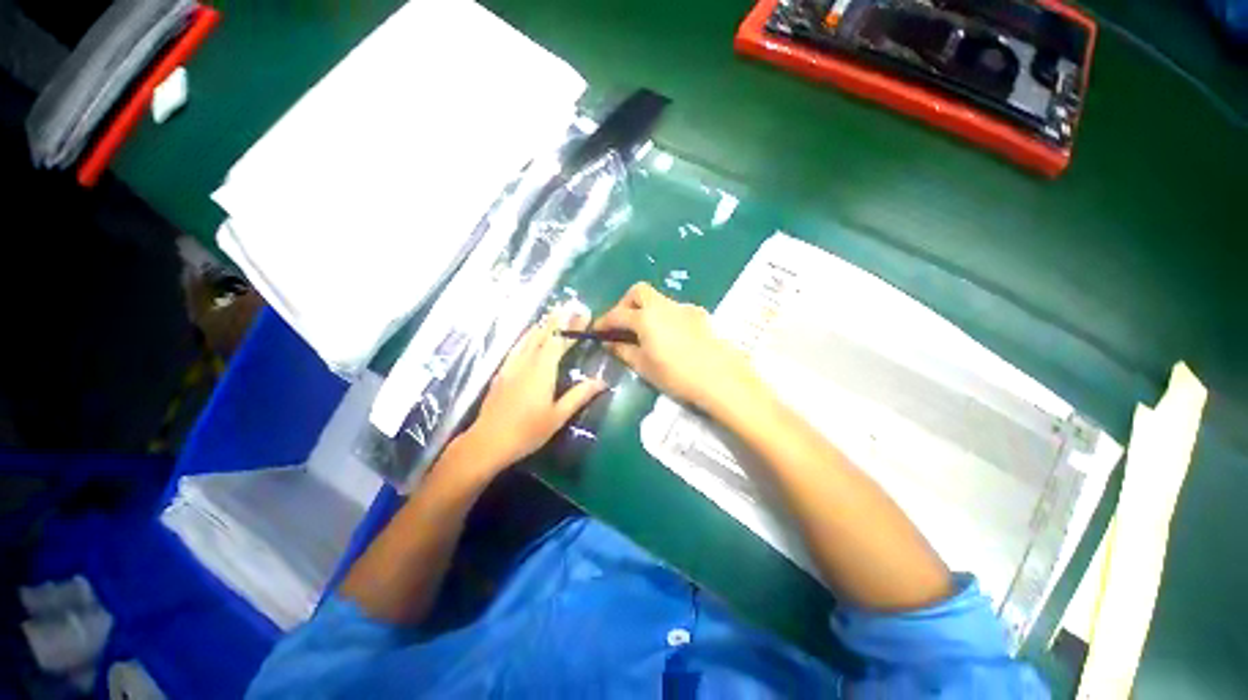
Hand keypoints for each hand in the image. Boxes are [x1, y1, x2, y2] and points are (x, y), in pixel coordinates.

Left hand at [455, 306, 605, 476]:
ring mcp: (511, 366)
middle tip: (570, 307)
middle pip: (543, 335)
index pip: (559, 341)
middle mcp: (526, 362)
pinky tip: (529, 335)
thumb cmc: (527, 431)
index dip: (572, 327)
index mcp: (542, 371)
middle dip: (558, 320)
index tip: (583, 314)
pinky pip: (517, 346)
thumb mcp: (558, 416)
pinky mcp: (502, 372)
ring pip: (528, 338)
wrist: (487, 442)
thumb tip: (602, 381)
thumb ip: (579, 395)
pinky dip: (527, 336)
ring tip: (553, 314)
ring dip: (542, 325)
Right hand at [593, 283, 761, 412]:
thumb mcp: (644, 366)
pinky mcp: (700, 315)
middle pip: (639, 292)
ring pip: (658, 300)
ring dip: (646, 311)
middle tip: (623, 325)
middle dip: (625, 304)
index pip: (617, 314)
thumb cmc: (676, 375)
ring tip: (647, 335)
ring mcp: (684, 308)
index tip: (597, 331)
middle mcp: (664, 306)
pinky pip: (675, 310)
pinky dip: (665, 317)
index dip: (604, 321)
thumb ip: (624, 351)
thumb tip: (610, 343)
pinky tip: (670, 338)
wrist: (720, 378)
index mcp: (646, 317)